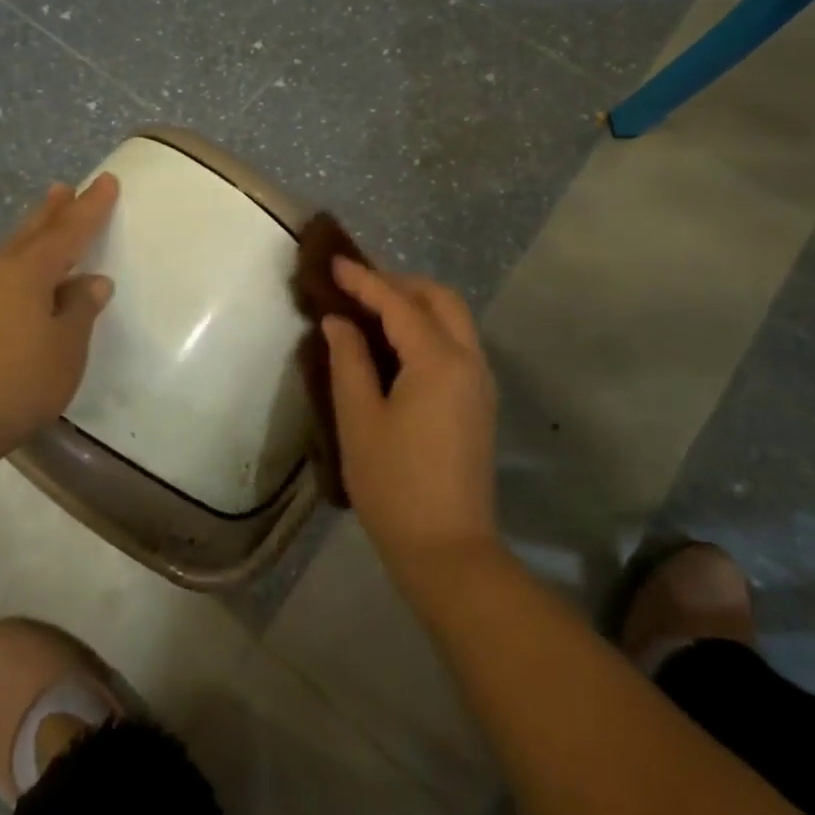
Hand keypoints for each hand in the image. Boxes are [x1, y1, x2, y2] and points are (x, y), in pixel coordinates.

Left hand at [0, 174, 118, 471]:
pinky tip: (3, 296)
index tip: (106, 180)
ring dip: (23, 243)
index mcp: (28, 273)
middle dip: (49, 212)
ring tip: (36, 235)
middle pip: (27, 235)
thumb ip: (79, 313)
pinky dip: (4, 280)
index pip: (68, 231)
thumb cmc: (12, 383)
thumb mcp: (64, 350)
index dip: (91, 207)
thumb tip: (91, 281)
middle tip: (61, 189)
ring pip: (1, 260)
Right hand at [323, 258, 499, 581]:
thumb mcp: (359, 420)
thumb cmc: (394, 485)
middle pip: (439, 299)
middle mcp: (469, 361)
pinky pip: (456, 343)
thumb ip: (349, 361)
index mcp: (438, 361)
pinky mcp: (479, 401)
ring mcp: (480, 382)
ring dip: (415, 304)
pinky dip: (427, 327)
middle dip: (398, 283)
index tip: (334, 263)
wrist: (448, 551)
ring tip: (371, 309)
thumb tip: (339, 322)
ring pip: (453, 319)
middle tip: (356, 287)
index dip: (364, 280)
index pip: (398, 303)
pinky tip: (395, 344)